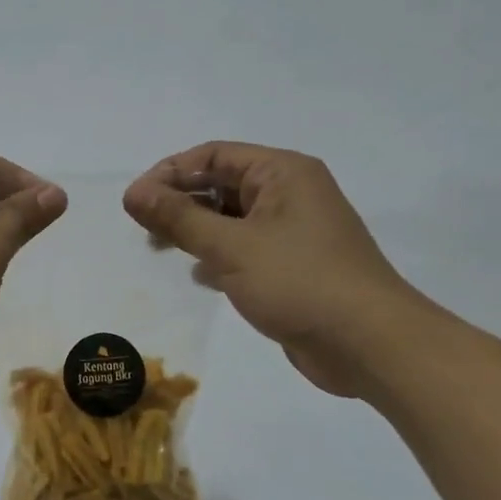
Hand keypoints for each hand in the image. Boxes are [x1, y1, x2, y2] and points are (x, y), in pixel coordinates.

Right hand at [123, 142, 427, 396]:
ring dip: (195, 231)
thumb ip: (179, 218)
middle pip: (221, 185)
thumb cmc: (299, 282)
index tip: (134, 201)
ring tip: (161, 250)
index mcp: (282, 173)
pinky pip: (244, 249)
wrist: (367, 344)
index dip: (170, 172)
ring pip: (230, 219)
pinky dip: (218, 256)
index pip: (214, 155)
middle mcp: (290, 194)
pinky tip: (200, 277)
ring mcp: (292, 232)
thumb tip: (133, 192)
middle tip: (143, 228)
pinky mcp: (291, 267)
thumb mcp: (231, 247)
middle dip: (180, 202)